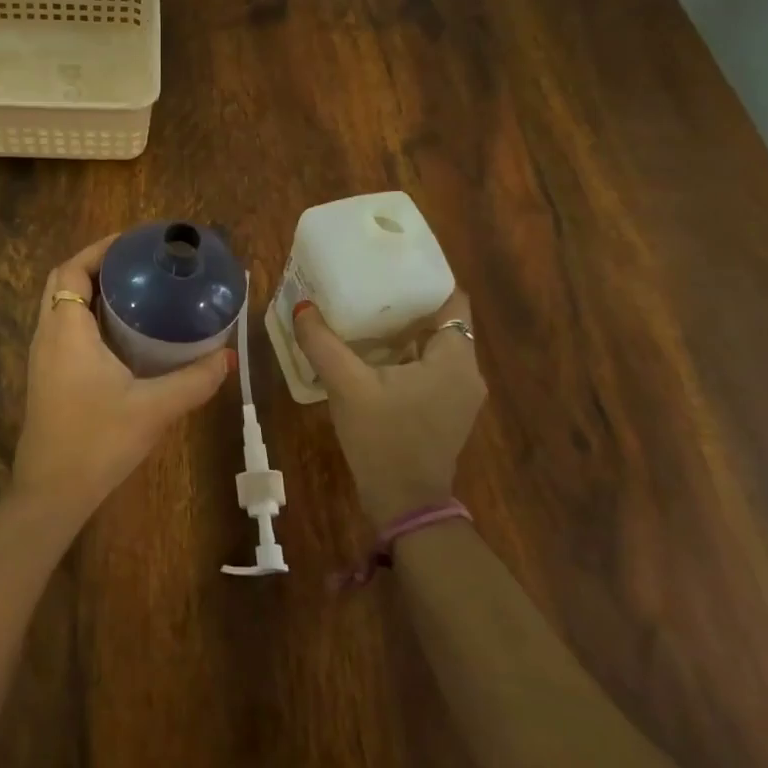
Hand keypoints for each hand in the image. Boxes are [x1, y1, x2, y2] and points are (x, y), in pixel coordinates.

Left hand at [12, 235, 232, 529]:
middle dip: (95, 264)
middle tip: (136, 264)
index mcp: (66, 330)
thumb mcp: (154, 409)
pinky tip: (119, 333)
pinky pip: (61, 328)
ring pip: (59, 306)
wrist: (51, 493)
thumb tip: (228, 357)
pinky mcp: (45, 377)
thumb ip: (194, 381)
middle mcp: (47, 335)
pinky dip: (84, 315)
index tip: (133, 242)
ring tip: (132, 290)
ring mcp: (42, 358)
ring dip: (87, 290)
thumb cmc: (98, 441)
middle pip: (62, 282)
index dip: (99, 249)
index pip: (72, 270)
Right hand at [293, 286, 485, 525]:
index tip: (392, 263)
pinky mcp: (445, 410)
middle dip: (407, 301)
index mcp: (455, 359)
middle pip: (441, 320)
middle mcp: (466, 372)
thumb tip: (301, 306)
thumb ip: (322, 343)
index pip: (452, 299)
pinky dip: (405, 353)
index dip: (425, 277)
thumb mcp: (347, 386)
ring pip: (434, 345)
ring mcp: (459, 394)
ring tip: (365, 309)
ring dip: (404, 329)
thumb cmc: (383, 440)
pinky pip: (429, 366)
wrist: (404, 505)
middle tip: (368, 282)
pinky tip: (371, 350)